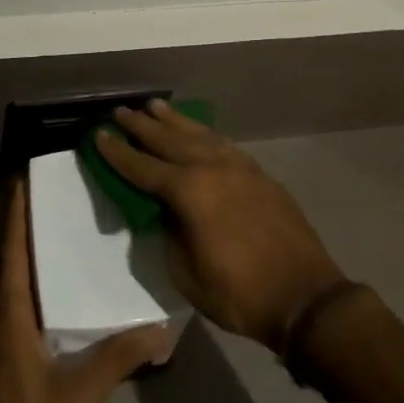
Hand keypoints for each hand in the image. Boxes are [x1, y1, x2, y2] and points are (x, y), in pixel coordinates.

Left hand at [0, 178, 169, 402]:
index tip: (24, 179)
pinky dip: (11, 277)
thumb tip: (161, 330)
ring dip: (12, 250)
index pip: (11, 249)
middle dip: (16, 224)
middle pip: (1, 256)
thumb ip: (119, 358)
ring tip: (42, 232)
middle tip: (45, 198)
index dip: (15, 213)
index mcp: (9, 312)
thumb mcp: (80, 393)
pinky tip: (36, 287)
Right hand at [95, 100, 344, 353]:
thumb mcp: (186, 273)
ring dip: (174, 121)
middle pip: (169, 141)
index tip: (98, 135)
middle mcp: (212, 168)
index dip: (118, 153)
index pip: (142, 167)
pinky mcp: (259, 174)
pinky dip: (204, 134)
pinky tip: (198, 131)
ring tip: (154, 106)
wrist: (304, 296)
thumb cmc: (238, 293)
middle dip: (142, 126)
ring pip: (199, 135)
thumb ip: (169, 234)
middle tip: (121, 111)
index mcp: (189, 192)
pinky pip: (223, 144)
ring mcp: (239, 168)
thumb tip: (165, 211)